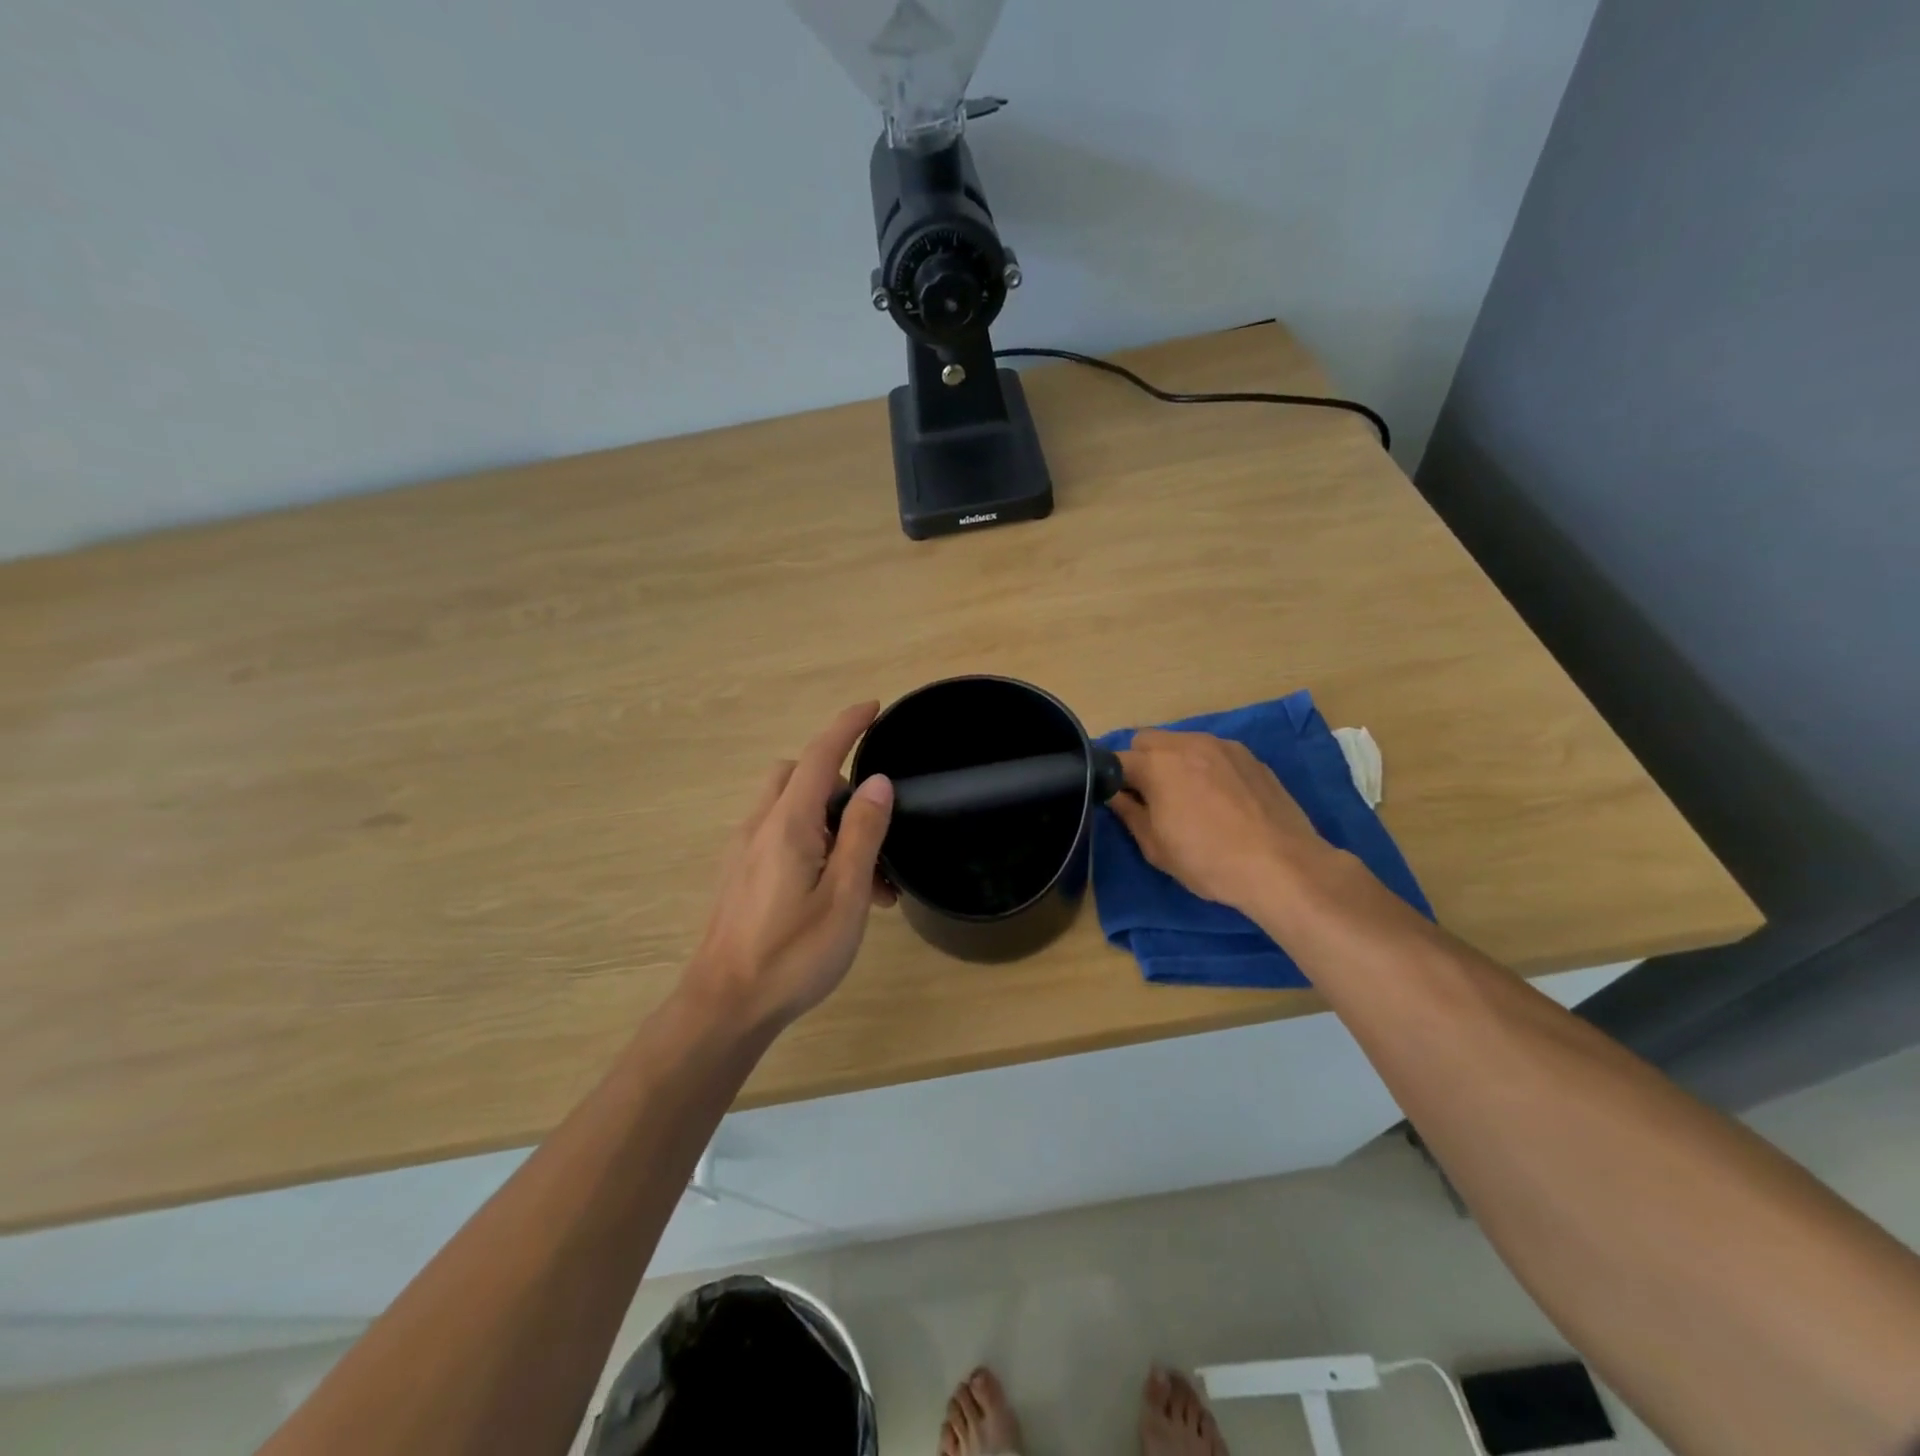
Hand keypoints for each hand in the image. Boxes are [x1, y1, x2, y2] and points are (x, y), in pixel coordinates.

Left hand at [685, 703, 895, 1032]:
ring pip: (789, 807)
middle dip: (838, 783)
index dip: (847, 726)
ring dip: (827, 819)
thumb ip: (862, 834)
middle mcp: (759, 826)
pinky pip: (779, 835)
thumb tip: (877, 782)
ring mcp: (744, 851)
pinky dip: (810, 841)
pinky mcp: (740, 874)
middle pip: (799, 775)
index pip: (820, 756)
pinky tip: (831, 890)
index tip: (873, 708)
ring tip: (865, 875)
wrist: (725, 1006)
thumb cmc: (792, 954)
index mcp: (787, 824)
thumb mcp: (844, 895)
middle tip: (873, 827)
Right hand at [1110, 729, 1329, 917]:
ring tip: (1189, 797)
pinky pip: (1212, 752)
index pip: (1116, 760)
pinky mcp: (1249, 756)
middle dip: (1141, 763)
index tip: (1119, 801)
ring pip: (1181, 742)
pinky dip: (1204, 766)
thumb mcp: (1156, 847)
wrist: (1282, 866)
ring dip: (1173, 762)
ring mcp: (1222, 746)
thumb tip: (1115, 796)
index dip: (1111, 781)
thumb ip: (1129, 814)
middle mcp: (1187, 743)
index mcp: (1157, 764)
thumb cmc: (1209, 861)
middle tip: (1151, 798)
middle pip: (1147, 741)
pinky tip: (1220, 798)